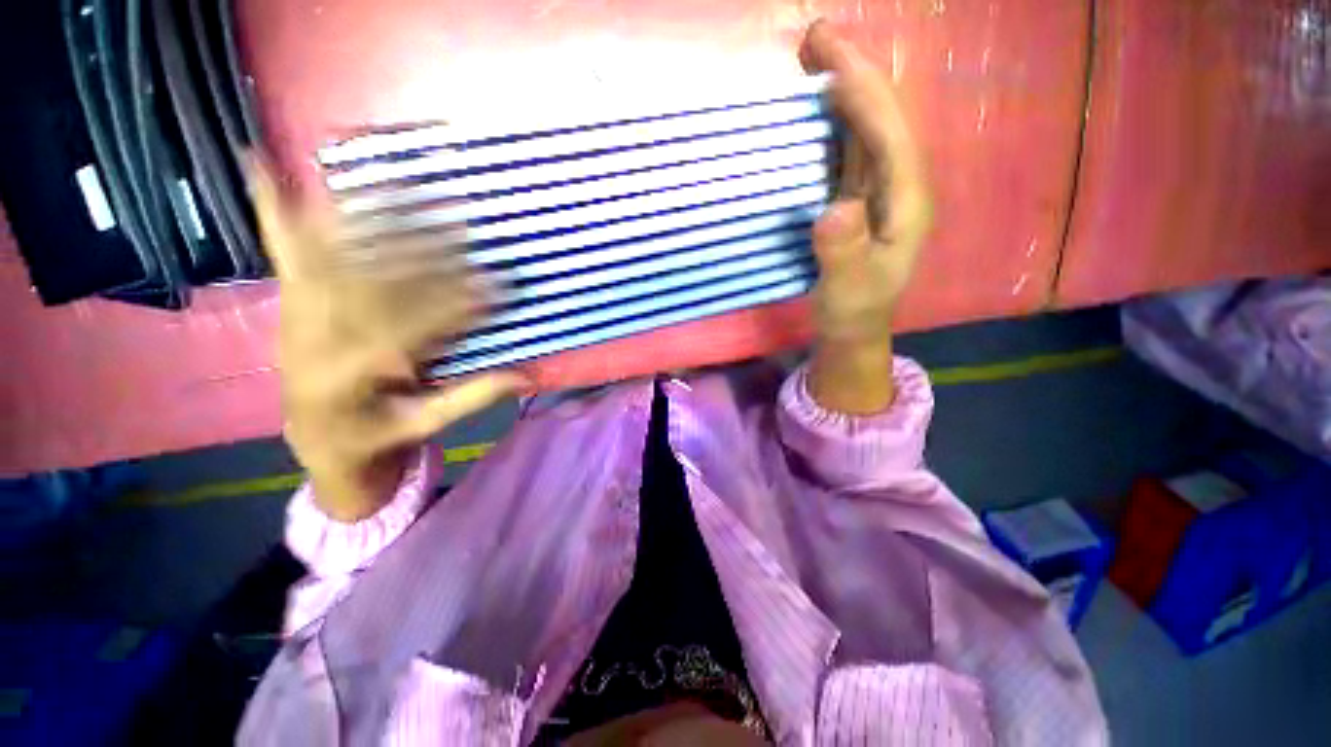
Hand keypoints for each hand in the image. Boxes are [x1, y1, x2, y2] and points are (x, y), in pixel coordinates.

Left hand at [251, 164, 525, 521]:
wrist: (315, 438)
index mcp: (350, 376)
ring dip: (370, 220)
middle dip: (424, 255)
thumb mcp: (426, 424)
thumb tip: (526, 376)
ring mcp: (296, 312)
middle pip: (374, 284)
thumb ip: (471, 398)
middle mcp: (315, 336)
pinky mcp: (290, 301)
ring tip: (404, 184)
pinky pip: (281, 250)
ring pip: (334, 257)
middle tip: (464, 228)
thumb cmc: (377, 435)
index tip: (496, 287)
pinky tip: (263, 162)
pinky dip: (272, 207)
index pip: (410, 328)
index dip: (456, 306)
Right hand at [799, 21, 932, 413]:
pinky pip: (846, 151)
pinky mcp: (854, 198)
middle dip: (854, 75)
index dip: (865, 97)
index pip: (891, 138)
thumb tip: (835, 208)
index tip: (832, 61)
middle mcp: (897, 186)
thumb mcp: (849, 291)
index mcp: (906, 203)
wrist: (854, 327)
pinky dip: (830, 123)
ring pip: (864, 129)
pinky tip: (812, 109)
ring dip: (841, 90)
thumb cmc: (854, 311)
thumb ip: (844, 254)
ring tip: (811, 57)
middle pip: (881, 120)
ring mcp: (875, 191)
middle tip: (815, 38)